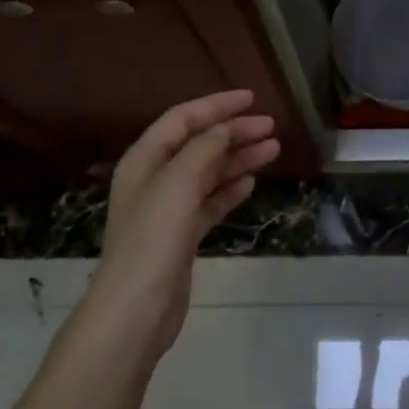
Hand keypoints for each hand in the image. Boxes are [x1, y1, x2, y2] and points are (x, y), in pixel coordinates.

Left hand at [81, 90, 279, 364]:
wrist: (136, 310)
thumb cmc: (152, 240)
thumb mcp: (178, 183)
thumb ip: (203, 149)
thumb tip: (226, 128)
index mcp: (145, 160)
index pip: (182, 119)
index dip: (216, 105)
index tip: (251, 99)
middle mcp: (155, 179)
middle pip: (198, 144)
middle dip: (234, 132)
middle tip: (270, 127)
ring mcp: (168, 209)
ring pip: (208, 172)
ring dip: (238, 158)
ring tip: (273, 150)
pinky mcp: (182, 236)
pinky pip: (210, 202)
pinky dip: (230, 190)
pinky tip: (251, 183)